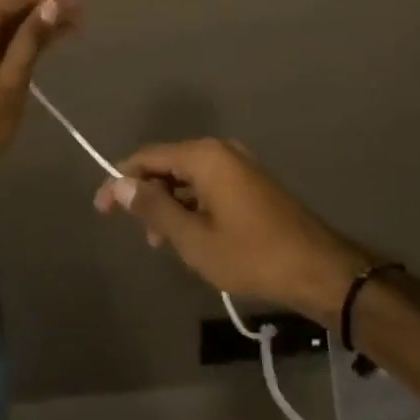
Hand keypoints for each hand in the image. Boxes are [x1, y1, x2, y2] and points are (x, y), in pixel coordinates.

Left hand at [0, 0, 81, 228]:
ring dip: (25, 28)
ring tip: (63, 35)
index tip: (80, 9)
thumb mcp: (11, 84)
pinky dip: (4, 42)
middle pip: (5, 6)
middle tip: (78, 23)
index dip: (52, 0)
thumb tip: (53, 4)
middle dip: (41, 13)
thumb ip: (31, 40)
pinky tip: (31, 49)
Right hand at [92, 138, 372, 325]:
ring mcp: (239, 165)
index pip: (147, 158)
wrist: (318, 269)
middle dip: (147, 195)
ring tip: (164, 243)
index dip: (120, 180)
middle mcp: (220, 150)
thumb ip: (154, 209)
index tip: (101, 210)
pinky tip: (192, 237)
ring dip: (170, 205)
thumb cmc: (251, 254)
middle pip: (168, 164)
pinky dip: (192, 206)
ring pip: (188, 177)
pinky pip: (209, 185)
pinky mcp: (251, 182)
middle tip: (139, 233)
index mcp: (204, 156)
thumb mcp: (194, 239)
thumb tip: (119, 184)